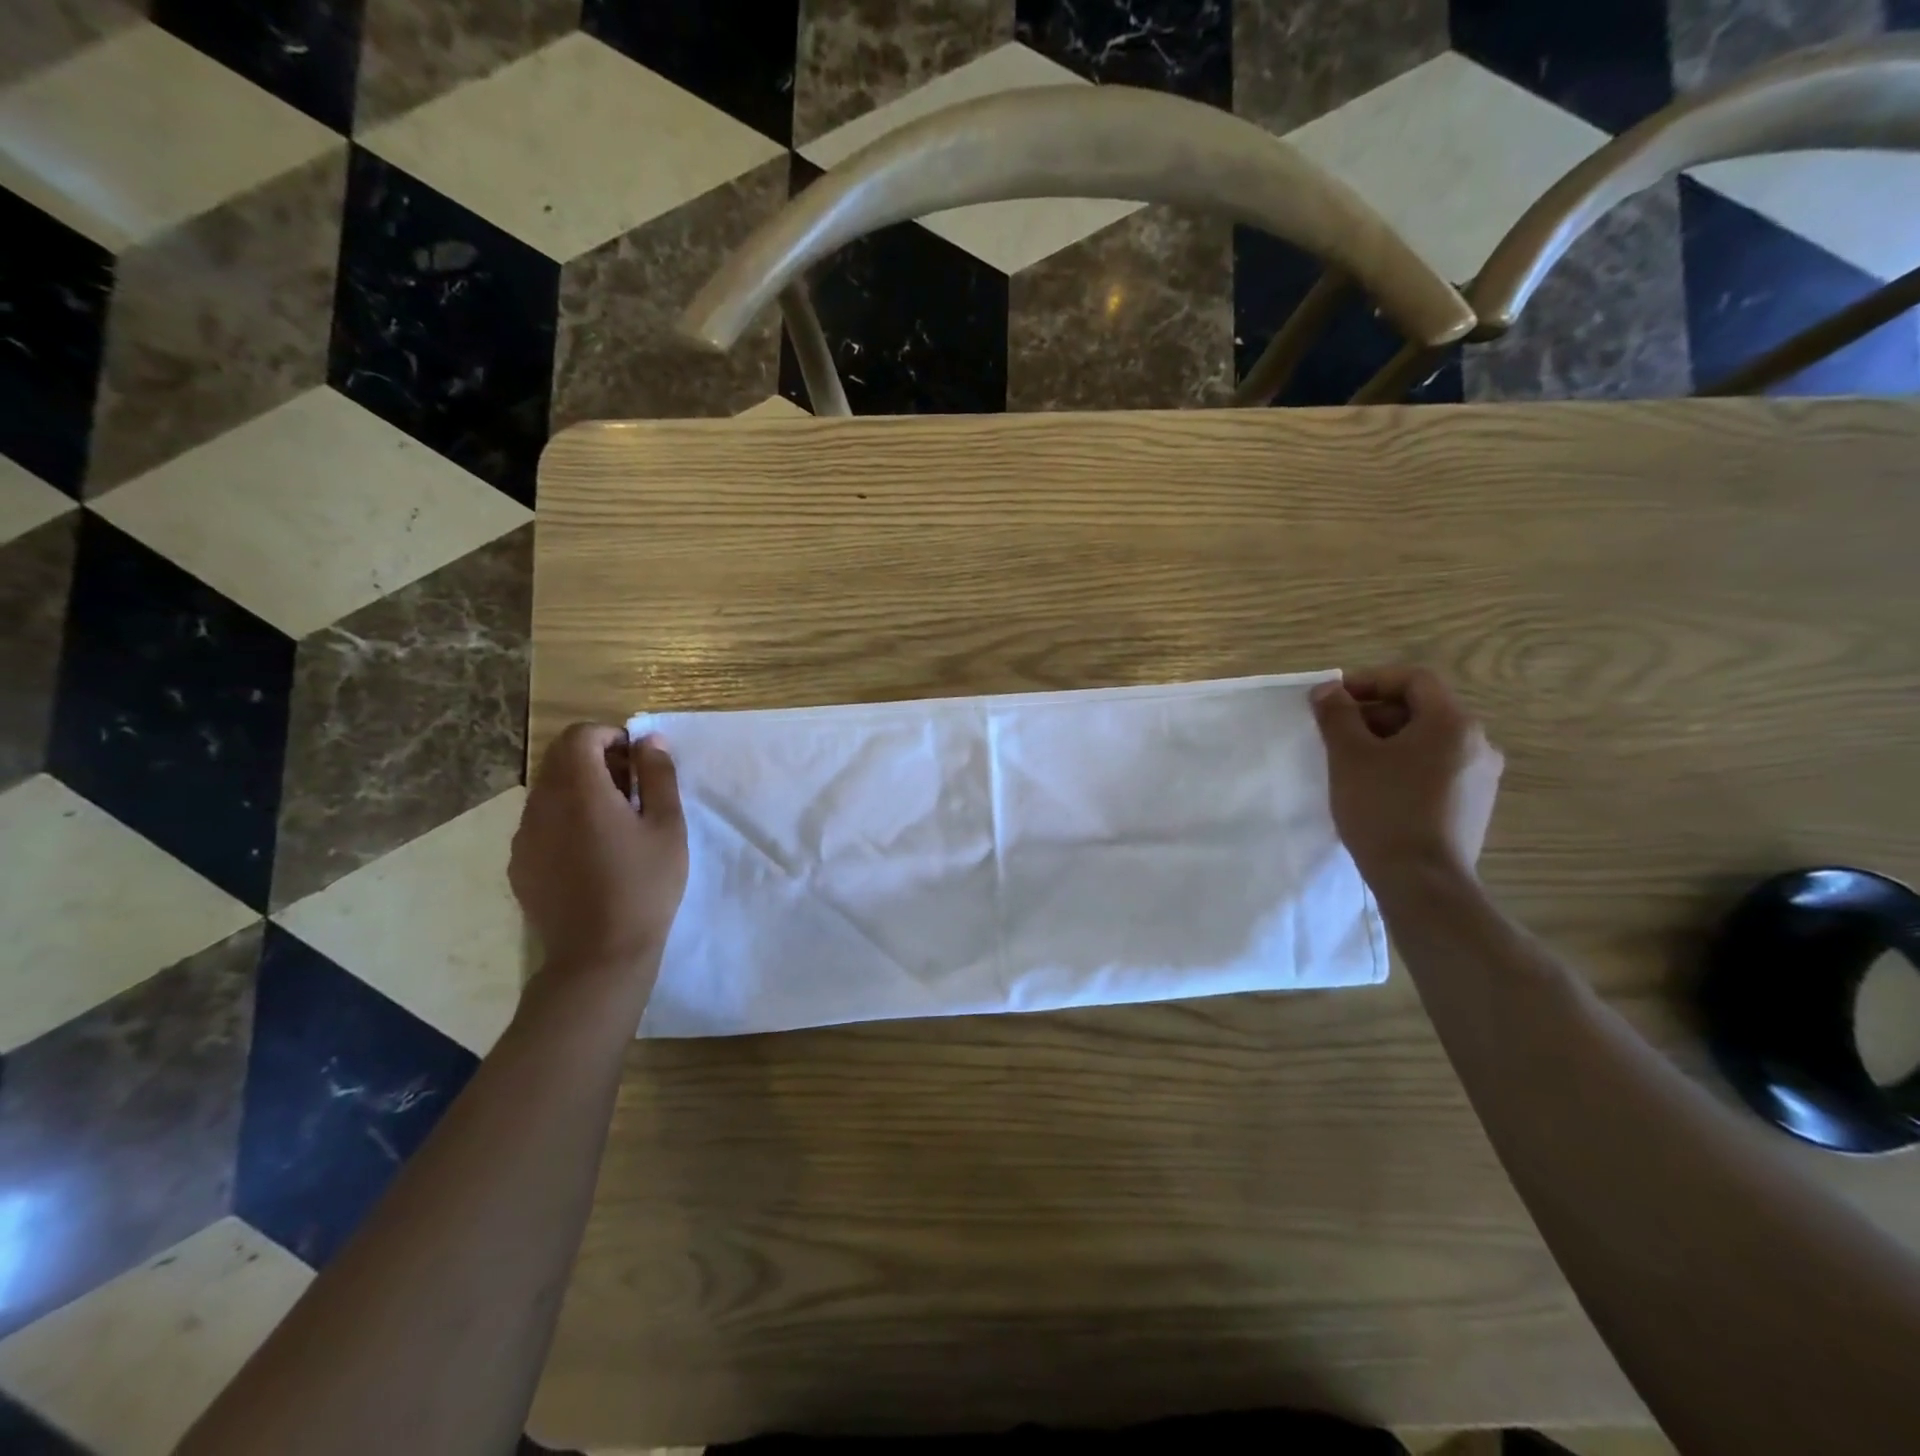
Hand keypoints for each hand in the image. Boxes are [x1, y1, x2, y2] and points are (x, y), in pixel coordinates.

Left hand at [510, 724, 687, 977]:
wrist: (599, 954)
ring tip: (615, 820)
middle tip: (632, 787)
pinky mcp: (520, 863)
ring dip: (580, 788)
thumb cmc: (644, 885)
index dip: (609, 735)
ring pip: (548, 790)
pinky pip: (540, 821)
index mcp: (580, 790)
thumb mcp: (667, 826)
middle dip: (596, 759)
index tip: (637, 758)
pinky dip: (565, 817)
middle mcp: (542, 805)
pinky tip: (592, 850)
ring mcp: (525, 835)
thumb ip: (659, 776)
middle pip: (560, 760)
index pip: (579, 736)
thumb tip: (649, 740)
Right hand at [1310, 666, 1502, 881]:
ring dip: (1387, 740)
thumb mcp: (1349, 756)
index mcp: (1453, 723)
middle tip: (1335, 731)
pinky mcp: (1474, 805)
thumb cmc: (1384, 809)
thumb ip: (1337, 715)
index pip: (1413, 680)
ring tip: (1350, 761)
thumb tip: (1327, 690)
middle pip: (1422, 709)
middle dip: (1374, 713)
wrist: (1422, 882)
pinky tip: (1376, 788)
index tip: (1333, 698)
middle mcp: (1477, 743)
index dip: (1370, 681)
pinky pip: (1435, 768)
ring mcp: (1480, 777)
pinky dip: (1404, 765)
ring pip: (1428, 741)